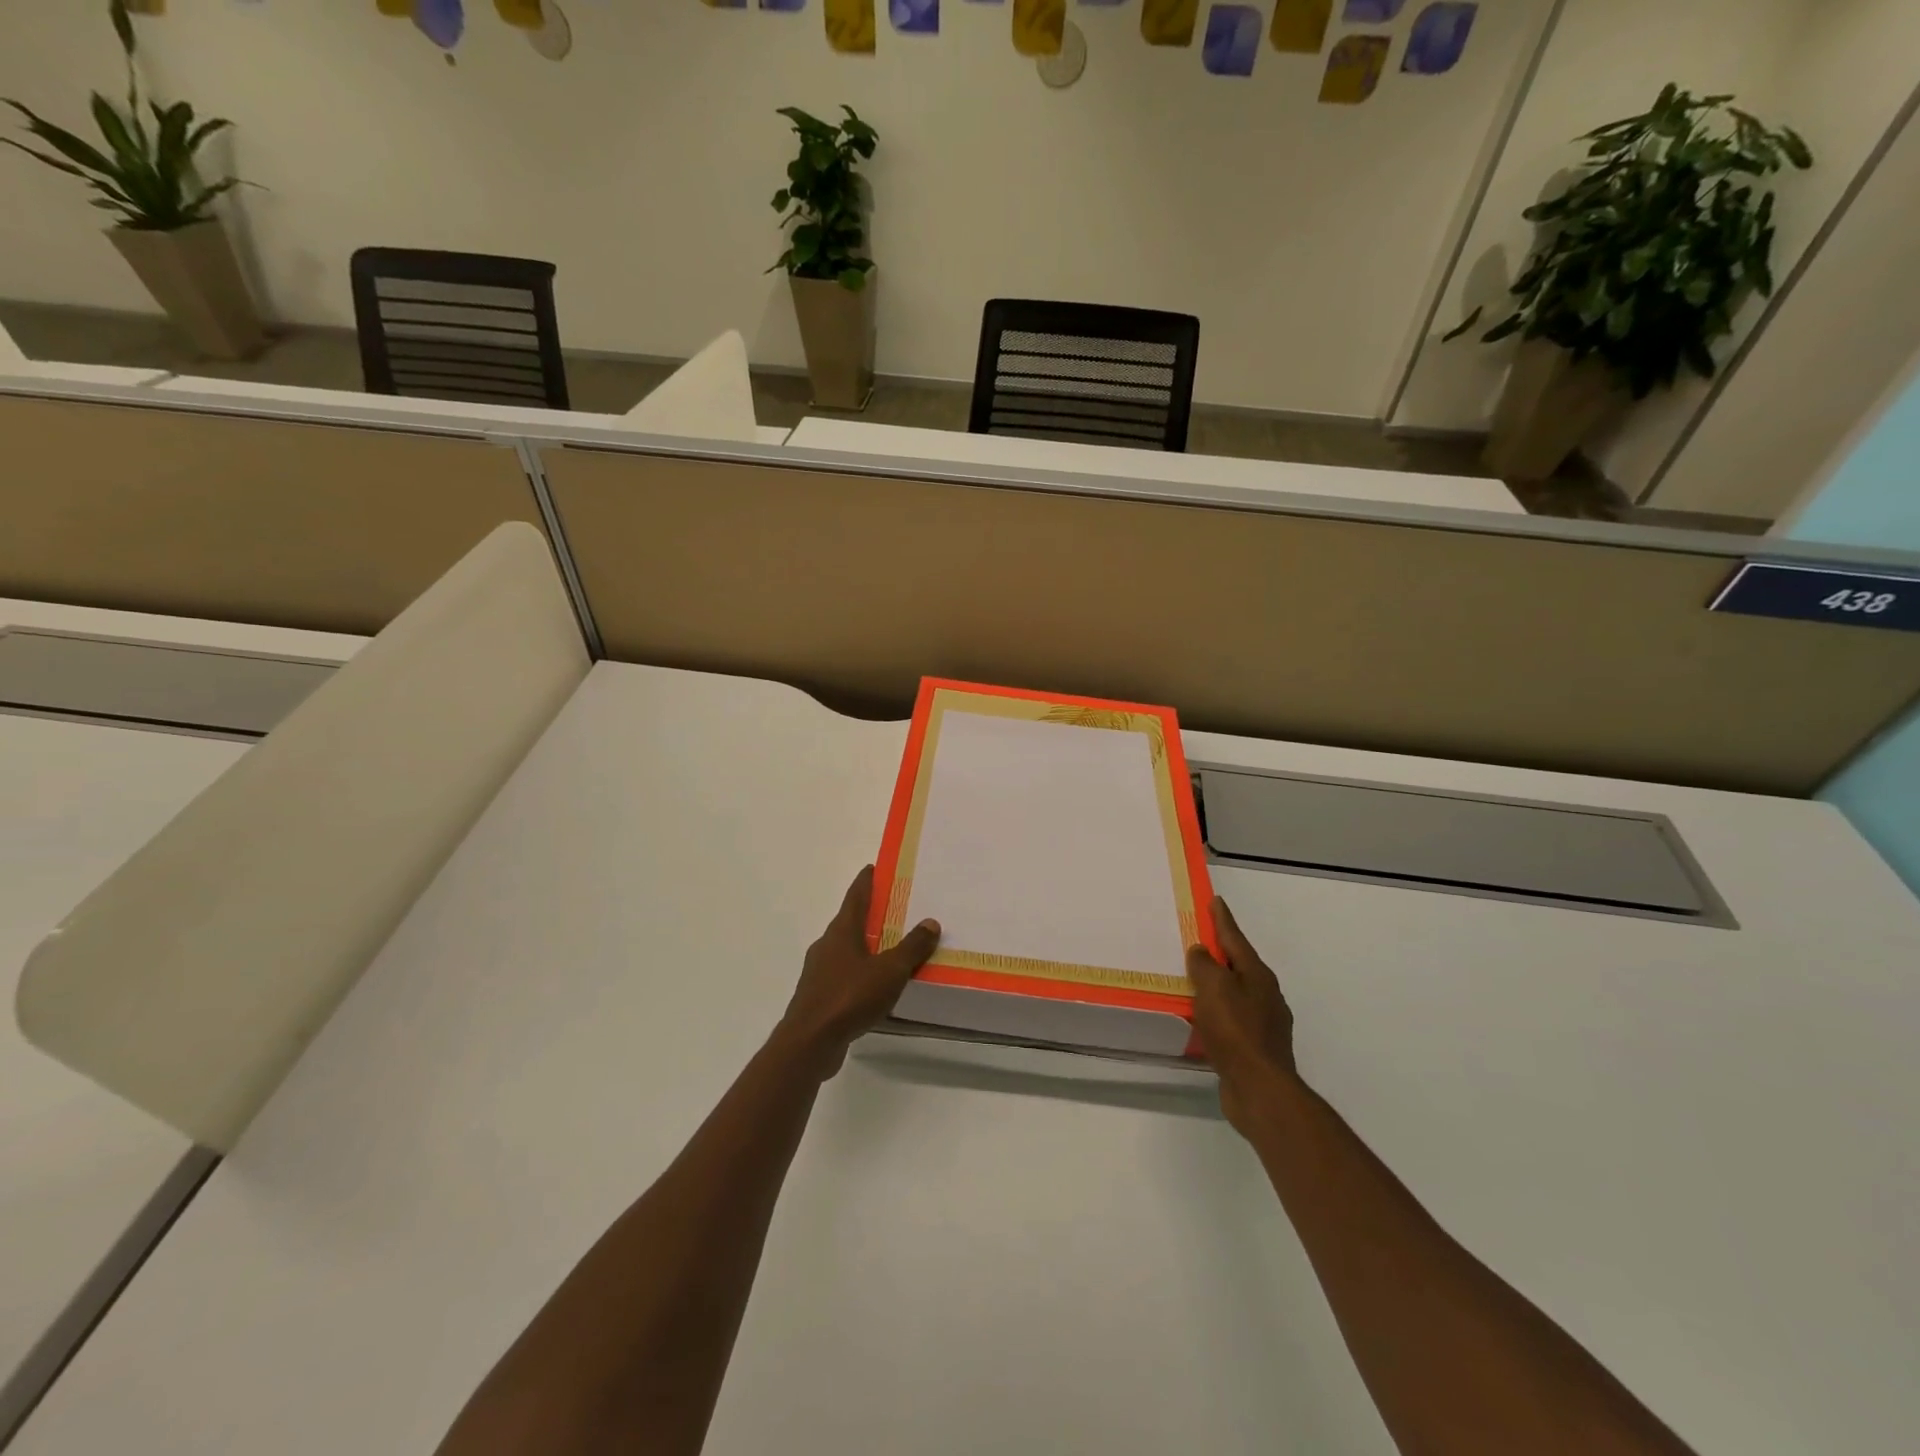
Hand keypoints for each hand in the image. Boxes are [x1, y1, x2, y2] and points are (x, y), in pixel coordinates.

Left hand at [777, 866, 940, 1076]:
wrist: (809, 1042)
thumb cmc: (850, 996)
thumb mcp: (890, 971)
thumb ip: (911, 947)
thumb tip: (930, 922)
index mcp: (842, 931)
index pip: (855, 896)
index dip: (866, 881)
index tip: (874, 867)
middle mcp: (827, 945)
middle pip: (850, 921)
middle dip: (870, 914)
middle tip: (894, 909)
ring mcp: (819, 971)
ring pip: (845, 950)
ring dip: (865, 945)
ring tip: (889, 948)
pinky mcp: (818, 996)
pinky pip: (843, 975)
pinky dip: (859, 972)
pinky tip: (874, 985)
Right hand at [1187, 897, 1297, 1134]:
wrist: (1260, 1088)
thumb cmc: (1235, 1030)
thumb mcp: (1213, 988)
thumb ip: (1204, 965)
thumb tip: (1201, 951)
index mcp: (1257, 975)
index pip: (1235, 938)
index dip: (1223, 919)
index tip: (1216, 900)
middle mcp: (1265, 995)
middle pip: (1239, 965)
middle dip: (1221, 952)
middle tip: (1200, 940)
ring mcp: (1264, 1023)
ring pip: (1236, 993)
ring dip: (1217, 984)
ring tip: (1195, 980)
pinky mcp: (1256, 1048)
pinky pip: (1231, 1019)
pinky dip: (1216, 1012)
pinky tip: (1203, 1019)